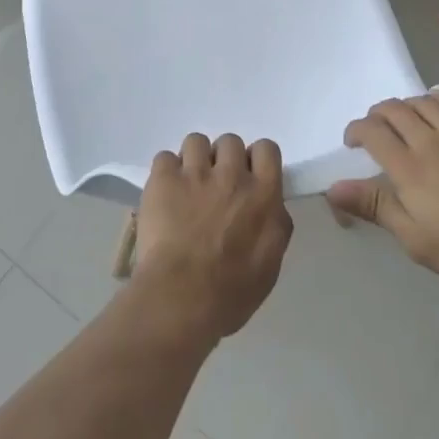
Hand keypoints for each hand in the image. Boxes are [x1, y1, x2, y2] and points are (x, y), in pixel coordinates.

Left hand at [131, 133, 293, 341]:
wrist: (181, 297)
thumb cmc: (231, 293)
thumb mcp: (270, 264)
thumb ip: (274, 225)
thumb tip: (271, 207)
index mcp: (263, 195)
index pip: (267, 149)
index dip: (255, 159)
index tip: (247, 176)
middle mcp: (231, 175)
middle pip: (230, 141)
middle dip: (223, 159)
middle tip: (214, 186)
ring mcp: (195, 173)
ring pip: (196, 141)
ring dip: (194, 160)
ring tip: (186, 186)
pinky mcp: (164, 178)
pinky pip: (165, 157)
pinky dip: (165, 173)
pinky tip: (164, 194)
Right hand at [326, 90, 438, 293]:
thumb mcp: (418, 240)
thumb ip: (376, 207)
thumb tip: (334, 187)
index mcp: (409, 168)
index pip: (372, 132)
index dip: (356, 131)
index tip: (353, 143)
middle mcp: (431, 141)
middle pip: (395, 110)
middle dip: (377, 113)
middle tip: (375, 128)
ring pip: (423, 102)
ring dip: (405, 104)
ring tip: (403, 117)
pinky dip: (438, 98)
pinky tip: (437, 105)